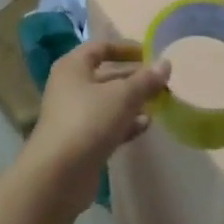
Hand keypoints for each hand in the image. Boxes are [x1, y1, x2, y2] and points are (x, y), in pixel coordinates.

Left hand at [21, 41, 169, 211]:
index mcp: (73, 66)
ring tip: (158, 103)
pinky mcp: (80, 142)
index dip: (125, 48)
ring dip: (132, 102)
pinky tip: (145, 126)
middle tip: (160, 82)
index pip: (100, 47)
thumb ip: (145, 80)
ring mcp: (74, 115)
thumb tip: (165, 63)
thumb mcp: (122, 96)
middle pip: (106, 76)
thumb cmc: (88, 121)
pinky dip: (124, 123)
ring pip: (108, 102)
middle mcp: (70, 87)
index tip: (149, 53)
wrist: (58, 176)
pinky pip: (106, 125)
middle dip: (133, 78)